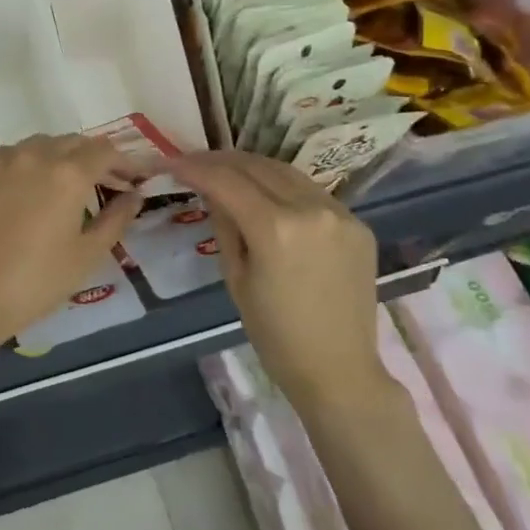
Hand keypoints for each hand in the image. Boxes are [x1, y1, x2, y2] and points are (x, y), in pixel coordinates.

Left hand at [0, 135, 145, 362]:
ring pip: (41, 145)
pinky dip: (30, 164)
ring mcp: (2, 160)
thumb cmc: (37, 279)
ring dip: (62, 157)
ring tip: (68, 185)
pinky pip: (12, 156)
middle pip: (74, 143)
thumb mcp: (87, 254)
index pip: (106, 151)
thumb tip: (134, 195)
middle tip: (108, 184)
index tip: (135, 179)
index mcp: (68, 173)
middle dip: (96, 159)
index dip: (126, 162)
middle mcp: (36, 154)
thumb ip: (116, 218)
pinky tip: (30, 188)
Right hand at [167, 150, 390, 411]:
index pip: (226, 181)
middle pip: (256, 166)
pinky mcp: (357, 223)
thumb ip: (224, 225)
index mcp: (275, 229)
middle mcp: (310, 209)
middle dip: (220, 160)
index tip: (172, 163)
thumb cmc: (275, 334)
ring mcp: (339, 213)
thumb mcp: (235, 278)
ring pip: (286, 171)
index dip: (195, 168)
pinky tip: (266, 192)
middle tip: (194, 161)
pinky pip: (311, 191)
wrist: (339, 369)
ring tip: (226, 169)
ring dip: (252, 166)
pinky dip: (283, 185)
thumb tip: (213, 191)